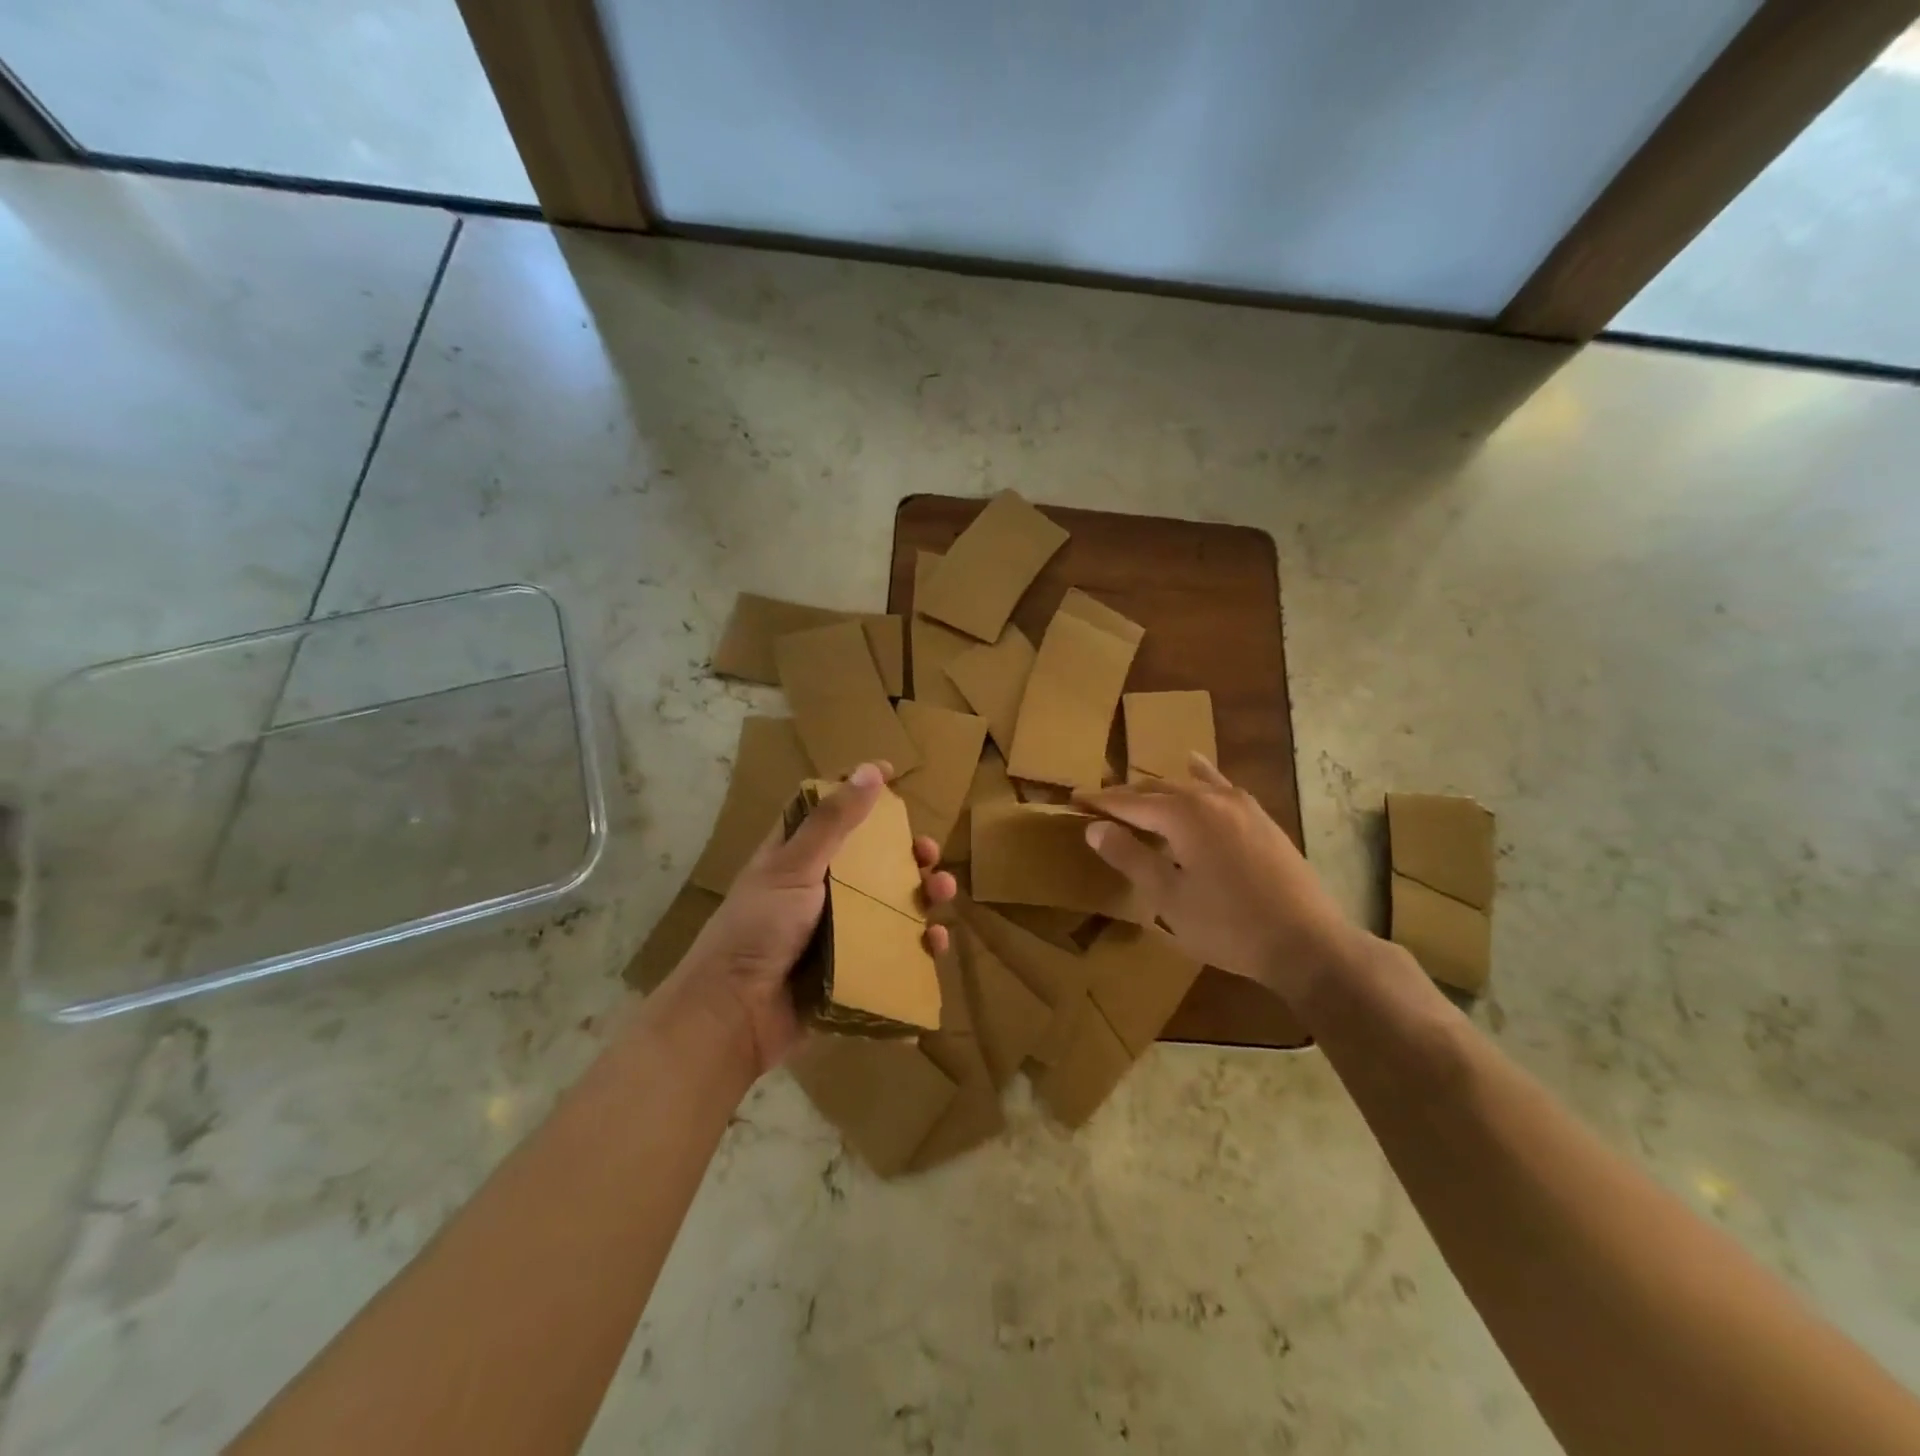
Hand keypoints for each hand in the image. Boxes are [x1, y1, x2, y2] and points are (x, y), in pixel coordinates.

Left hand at [671, 762, 956, 1076]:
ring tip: (943, 892)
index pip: (829, 812)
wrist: (734, 1016)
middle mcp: (819, 890)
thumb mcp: (794, 868)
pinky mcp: (853, 969)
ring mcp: (838, 931)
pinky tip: (935, 942)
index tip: (892, 774)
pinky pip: (894, 951)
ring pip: (891, 905)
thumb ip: (833, 822)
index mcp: (796, 858)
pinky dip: (918, 946)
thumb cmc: (758, 929)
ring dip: (922, 895)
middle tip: (929, 852)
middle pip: (872, 860)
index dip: (858, 791)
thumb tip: (870, 770)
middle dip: (906, 853)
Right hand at [1076, 756, 1361, 1001]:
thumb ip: (1130, 857)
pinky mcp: (1260, 817)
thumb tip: (1094, 827)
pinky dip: (1200, 776)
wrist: (1306, 942)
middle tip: (1098, 804)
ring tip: (1135, 796)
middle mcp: (1210, 798)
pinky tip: (1194, 764)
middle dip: (1125, 796)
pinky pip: (1220, 785)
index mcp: (1183, 815)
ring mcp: (1240, 804)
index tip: (1074, 799)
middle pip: (1156, 789)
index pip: (1129, 802)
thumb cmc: (1228, 926)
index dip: (1100, 802)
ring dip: (1157, 790)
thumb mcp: (1168, 898)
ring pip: (1187, 786)